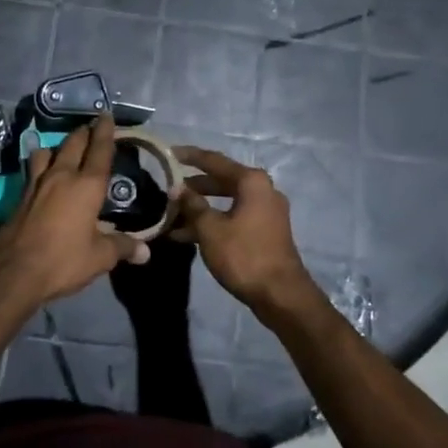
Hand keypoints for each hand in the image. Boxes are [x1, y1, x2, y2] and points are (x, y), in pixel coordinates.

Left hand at [0, 116, 149, 319]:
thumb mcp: (99, 258)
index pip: (99, 150)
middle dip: (84, 133)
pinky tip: (43, 173)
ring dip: (58, 146)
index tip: (107, 115)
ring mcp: (36, 183)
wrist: (13, 272)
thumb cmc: (63, 261)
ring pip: (47, 151)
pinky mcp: (20, 195)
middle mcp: (61, 176)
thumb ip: (122, 247)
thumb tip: (145, 252)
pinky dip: (41, 163)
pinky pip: (33, 168)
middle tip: (91, 127)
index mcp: (86, 186)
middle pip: (73, 143)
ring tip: (65, 150)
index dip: (105, 132)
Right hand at [171, 146, 320, 315]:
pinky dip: (213, 222)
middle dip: (192, 186)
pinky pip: (233, 217)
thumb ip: (192, 205)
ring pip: (226, 202)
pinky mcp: (265, 231)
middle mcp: (262, 190)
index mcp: (251, 182)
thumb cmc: (244, 255)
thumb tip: (177, 188)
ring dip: (200, 208)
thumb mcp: (210, 229)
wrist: (281, 294)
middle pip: (220, 180)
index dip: (189, 156)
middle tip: (167, 189)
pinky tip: (187, 235)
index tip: (168, 153)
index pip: (214, 161)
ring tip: (171, 216)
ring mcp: (266, 211)